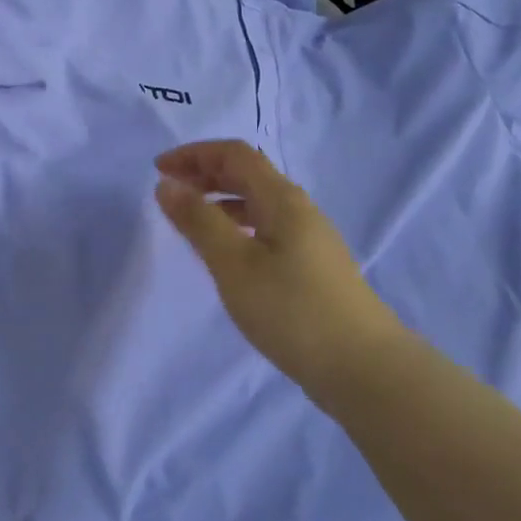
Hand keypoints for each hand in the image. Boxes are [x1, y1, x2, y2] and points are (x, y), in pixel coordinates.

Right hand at [155, 139, 412, 398]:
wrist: (362, 366)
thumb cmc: (292, 310)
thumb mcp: (235, 265)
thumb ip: (200, 222)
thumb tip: (169, 185)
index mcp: (282, 199)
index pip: (235, 155)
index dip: (195, 154)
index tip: (158, 169)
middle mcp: (299, 210)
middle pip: (249, 174)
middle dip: (206, 173)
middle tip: (169, 190)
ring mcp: (310, 239)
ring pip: (258, 203)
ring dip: (221, 201)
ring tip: (191, 221)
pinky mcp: (313, 266)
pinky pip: (267, 228)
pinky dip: (238, 226)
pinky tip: (227, 253)